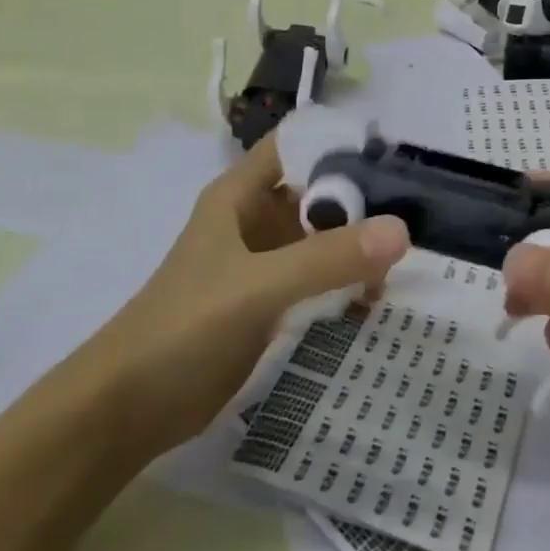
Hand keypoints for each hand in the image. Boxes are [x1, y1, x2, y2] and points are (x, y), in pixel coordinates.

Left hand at [93, 134, 409, 453]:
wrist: (129, 407)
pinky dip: (346, 282)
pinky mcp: (268, 303)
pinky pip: (317, 279)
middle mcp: (254, 220)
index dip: (342, 143)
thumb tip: (402, 230)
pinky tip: (378, 298)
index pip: (298, 145)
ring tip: (409, 261)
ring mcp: (262, 263)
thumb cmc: (185, 328)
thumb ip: (328, 258)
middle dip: (363, 201)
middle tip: (420, 214)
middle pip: (318, 192)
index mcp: (241, 195)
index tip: (397, 157)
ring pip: (321, 238)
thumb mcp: (258, 286)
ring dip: (359, 245)